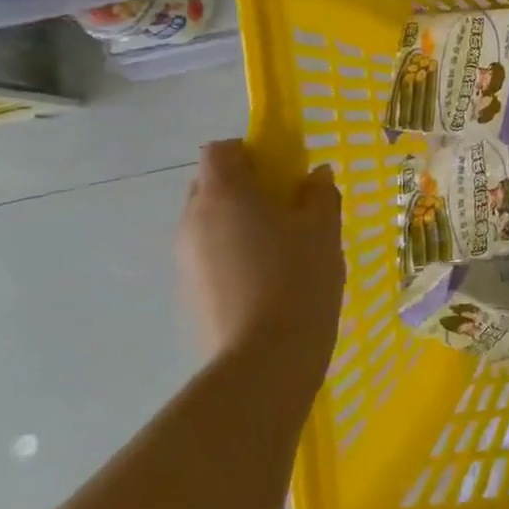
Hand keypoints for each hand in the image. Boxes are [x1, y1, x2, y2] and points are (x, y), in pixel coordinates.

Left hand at [178, 140, 344, 390]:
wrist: (266, 358)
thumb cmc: (298, 277)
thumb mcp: (323, 228)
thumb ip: (319, 194)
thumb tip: (315, 176)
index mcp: (223, 193)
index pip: (221, 150)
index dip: (251, 152)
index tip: (284, 172)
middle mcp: (193, 219)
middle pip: (212, 185)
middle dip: (246, 188)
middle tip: (288, 209)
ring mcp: (185, 259)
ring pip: (211, 223)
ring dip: (241, 224)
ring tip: (283, 249)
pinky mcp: (188, 293)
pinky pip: (210, 256)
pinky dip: (234, 256)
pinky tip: (268, 281)